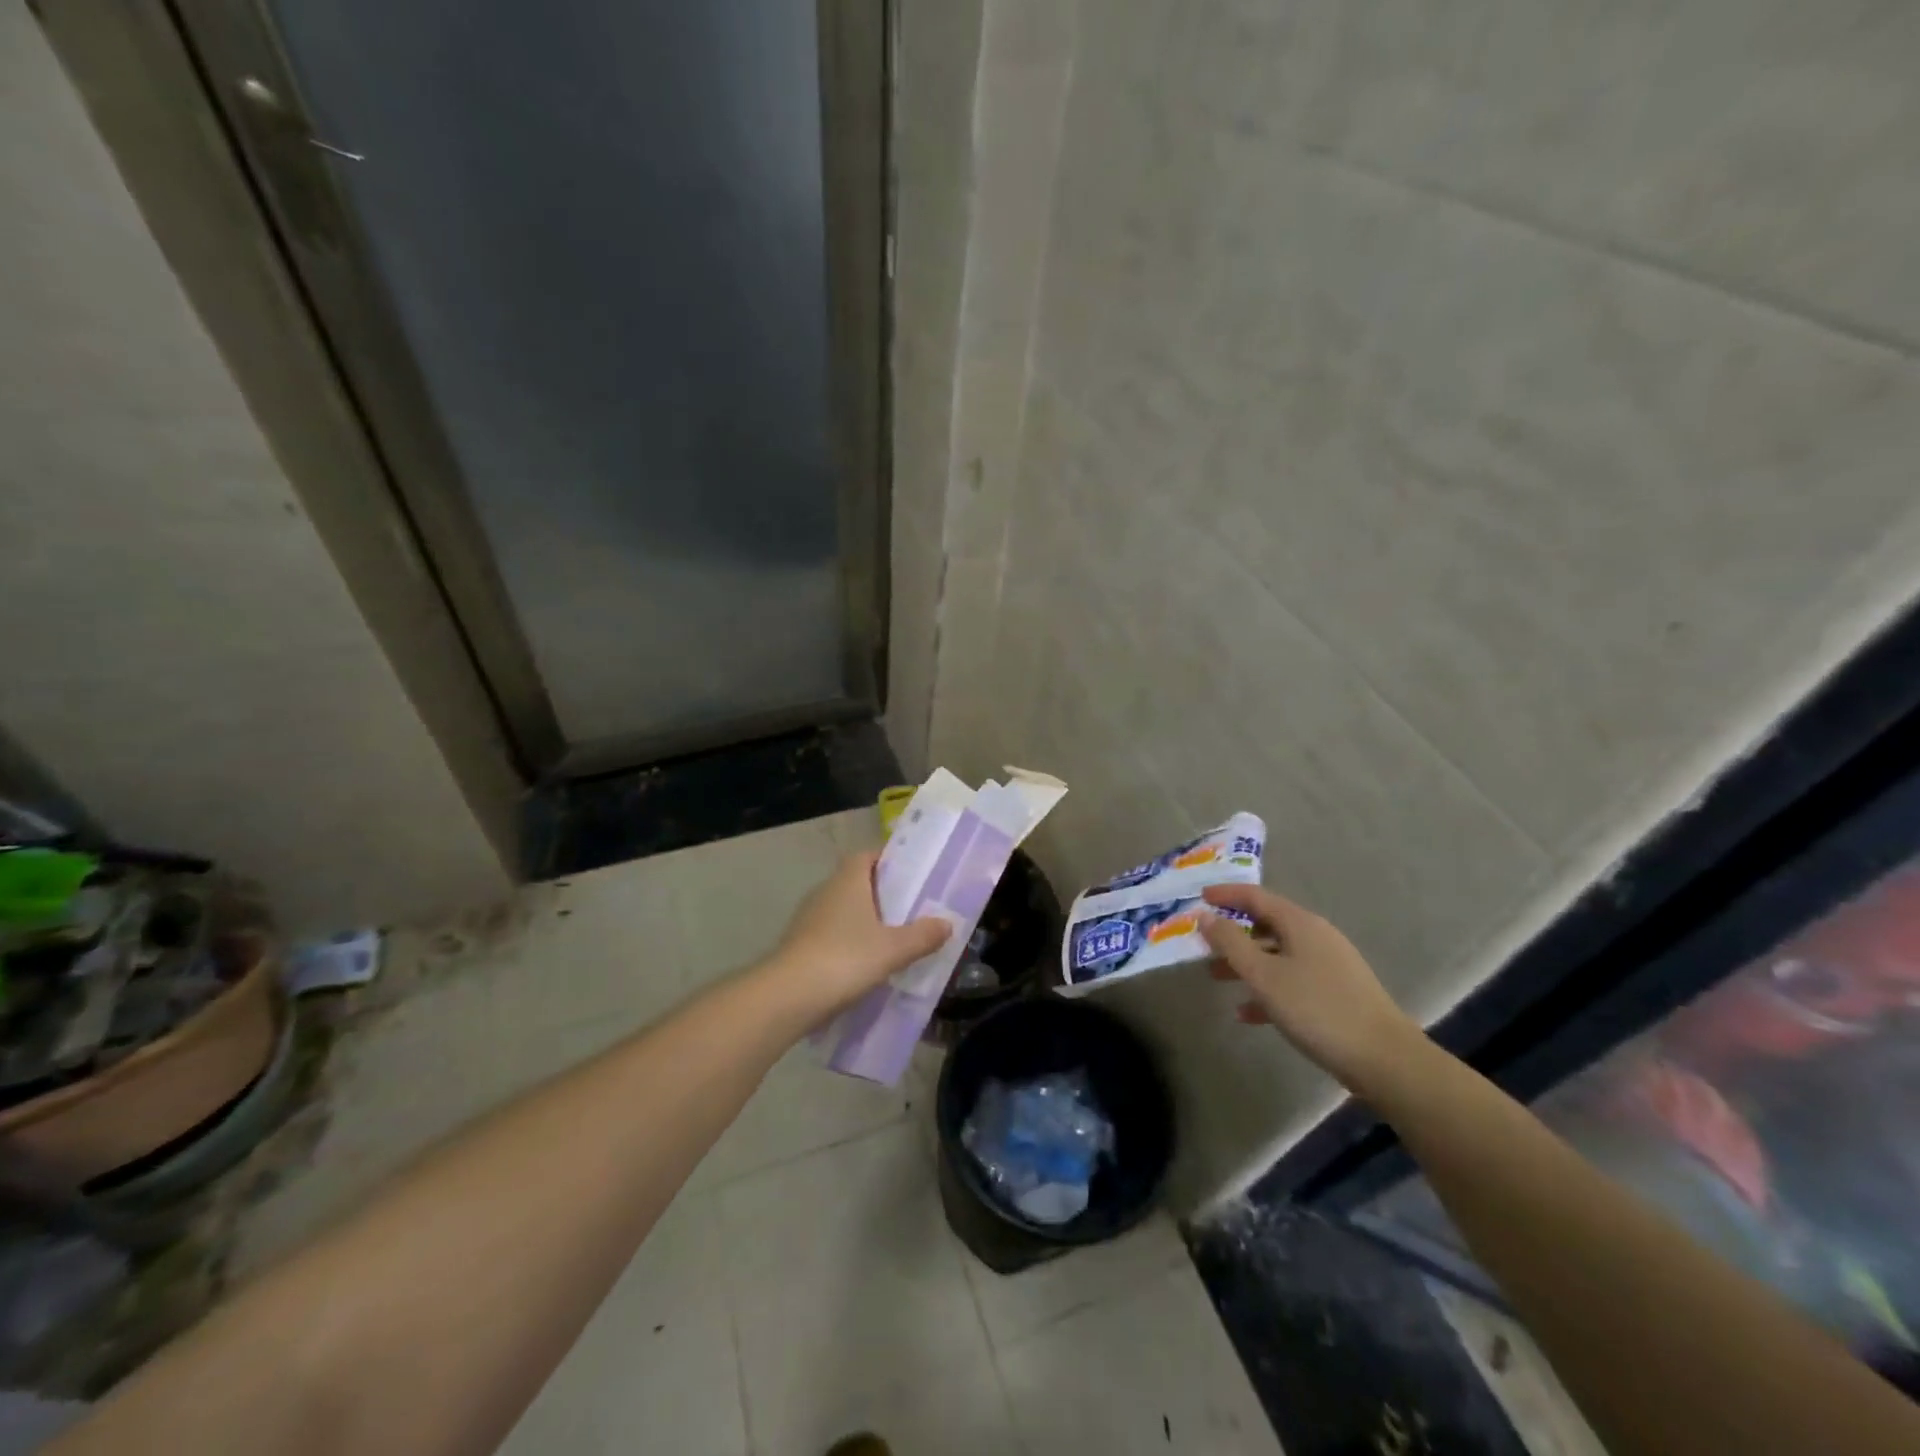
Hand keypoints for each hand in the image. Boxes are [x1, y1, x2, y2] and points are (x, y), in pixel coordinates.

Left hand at [761, 852, 950, 1016]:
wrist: (788, 997)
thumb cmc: (845, 959)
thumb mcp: (893, 949)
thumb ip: (922, 935)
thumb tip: (947, 923)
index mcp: (849, 880)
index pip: (868, 856)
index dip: (889, 860)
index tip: (913, 874)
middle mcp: (826, 891)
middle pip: (857, 882)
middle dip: (883, 893)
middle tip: (912, 909)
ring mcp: (809, 918)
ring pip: (844, 910)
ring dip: (866, 920)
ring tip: (895, 938)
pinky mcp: (800, 944)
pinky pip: (832, 934)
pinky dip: (850, 942)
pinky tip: (867, 964)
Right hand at [1199, 884, 1423, 1095]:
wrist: (1385, 1060)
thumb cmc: (1317, 1009)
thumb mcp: (1264, 975)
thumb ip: (1230, 943)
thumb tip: (1205, 916)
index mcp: (1300, 924)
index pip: (1256, 896)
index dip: (1226, 894)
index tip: (1198, 897)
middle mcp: (1316, 936)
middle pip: (1266, 925)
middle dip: (1232, 934)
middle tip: (1202, 944)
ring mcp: (1329, 965)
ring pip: (1277, 954)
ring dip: (1246, 963)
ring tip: (1216, 978)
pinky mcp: (1336, 993)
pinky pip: (1292, 981)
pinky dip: (1268, 989)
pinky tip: (1247, 1013)